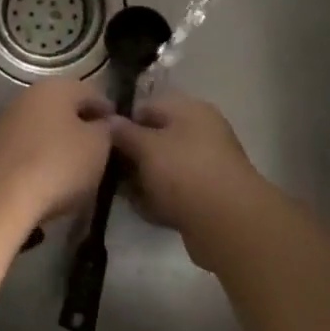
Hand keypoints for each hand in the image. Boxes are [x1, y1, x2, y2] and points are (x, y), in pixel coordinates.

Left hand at [0, 78, 111, 224]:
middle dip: (83, 127)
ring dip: (61, 144)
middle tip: (101, 152)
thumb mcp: (98, 147)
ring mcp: (8, 120)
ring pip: (45, 128)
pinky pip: (29, 148)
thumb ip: (107, 130)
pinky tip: (51, 178)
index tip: (122, 134)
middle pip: (65, 109)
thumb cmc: (58, 164)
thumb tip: (105, 123)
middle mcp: (29, 95)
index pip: (92, 93)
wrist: (0, 196)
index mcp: (57, 87)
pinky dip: (42, 158)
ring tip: (78, 169)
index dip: (109, 113)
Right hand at [110, 91, 266, 245]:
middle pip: (157, 138)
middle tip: (108, 169)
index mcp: (191, 111)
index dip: (123, 121)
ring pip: (164, 167)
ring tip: (123, 192)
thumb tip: (109, 120)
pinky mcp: (208, 197)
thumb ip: (124, 132)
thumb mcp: (146, 146)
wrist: (228, 223)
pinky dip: (159, 199)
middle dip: (132, 154)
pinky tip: (142, 209)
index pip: (148, 107)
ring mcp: (206, 166)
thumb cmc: (184, 172)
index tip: (101, 140)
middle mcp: (201, 133)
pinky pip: (175, 192)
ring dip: (143, 179)